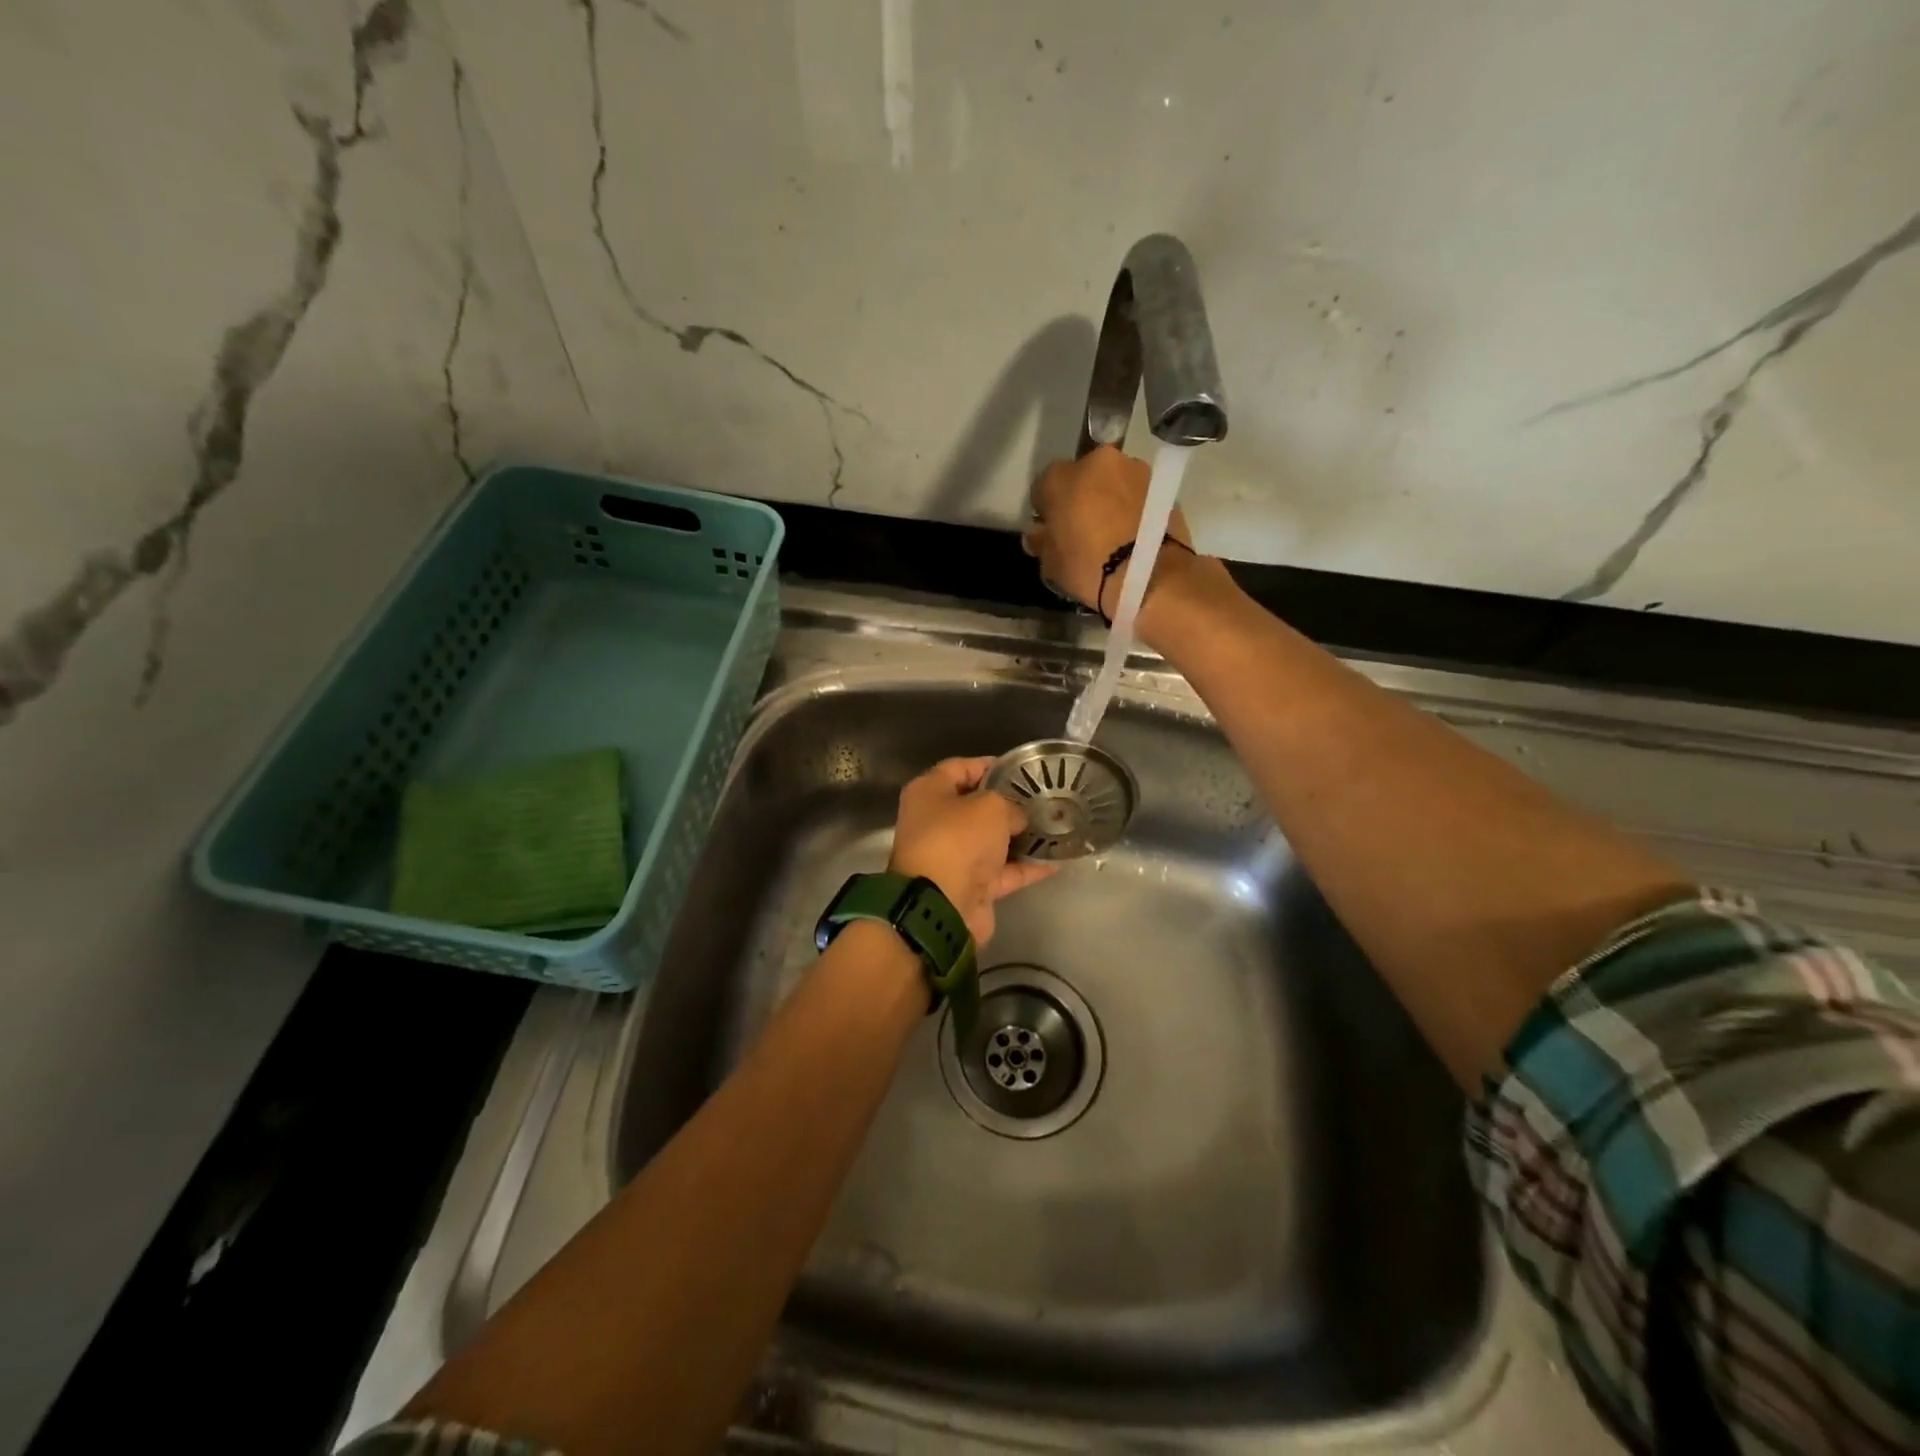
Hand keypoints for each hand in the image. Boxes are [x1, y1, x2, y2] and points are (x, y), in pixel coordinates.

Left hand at [889, 758, 1056, 945]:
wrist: (941, 907)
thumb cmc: (958, 840)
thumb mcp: (990, 807)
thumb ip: (1010, 805)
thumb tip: (1018, 817)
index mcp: (928, 793)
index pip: (960, 768)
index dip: (991, 765)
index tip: (1022, 768)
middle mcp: (936, 822)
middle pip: (977, 806)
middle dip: (1010, 803)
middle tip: (1045, 798)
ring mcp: (952, 857)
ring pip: (992, 841)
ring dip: (1021, 836)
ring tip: (1057, 825)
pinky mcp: (970, 887)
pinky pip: (1003, 871)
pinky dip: (1027, 866)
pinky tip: (1058, 859)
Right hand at [1022, 446, 1198, 616]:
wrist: (1148, 575)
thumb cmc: (1088, 567)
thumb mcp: (1051, 564)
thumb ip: (1042, 542)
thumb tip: (1038, 535)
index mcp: (1061, 475)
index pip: (1044, 486)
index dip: (1046, 509)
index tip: (1051, 529)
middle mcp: (1098, 461)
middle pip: (1082, 476)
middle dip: (1080, 496)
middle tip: (1083, 528)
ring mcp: (1135, 469)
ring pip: (1113, 482)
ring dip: (1109, 499)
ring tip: (1113, 533)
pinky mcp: (1162, 486)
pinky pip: (1137, 495)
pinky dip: (1133, 508)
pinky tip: (1133, 535)